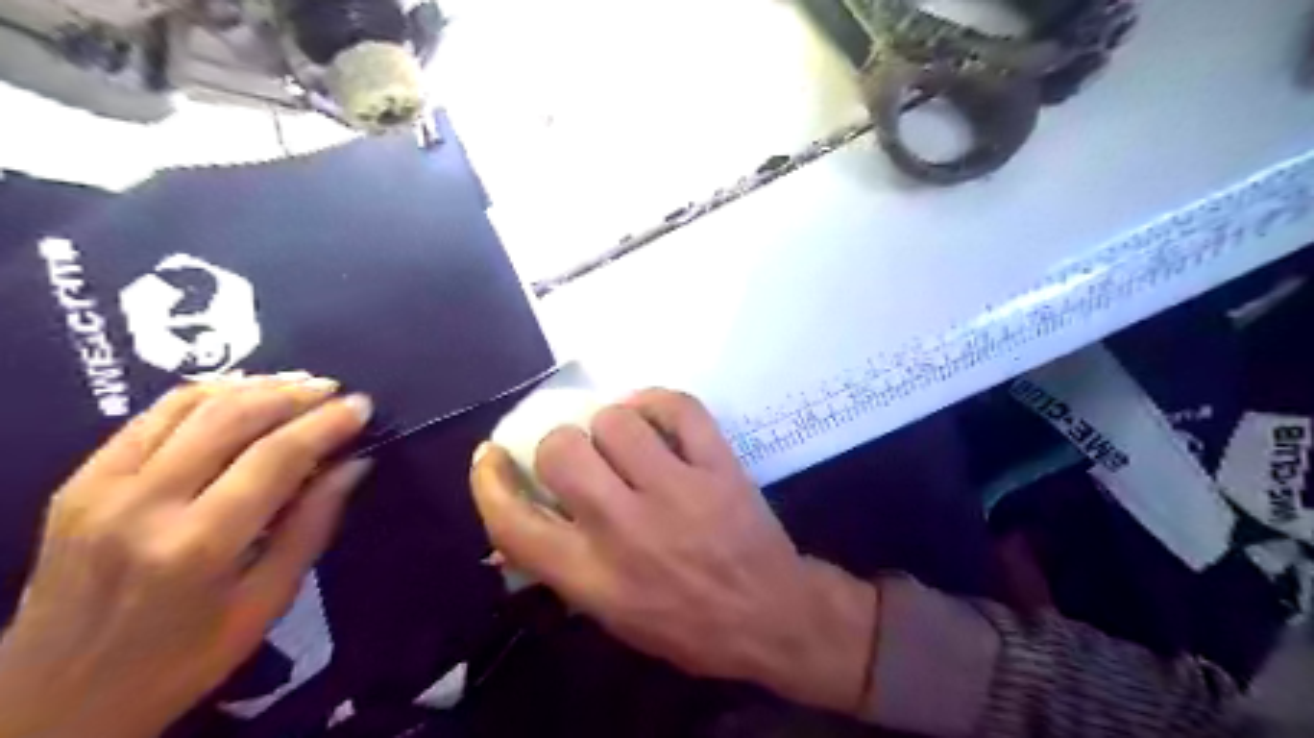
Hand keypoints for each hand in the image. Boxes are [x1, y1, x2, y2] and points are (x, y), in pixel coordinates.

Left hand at [0, 374, 373, 737]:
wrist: (51, 703)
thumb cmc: (182, 661)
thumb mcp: (267, 602)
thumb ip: (312, 525)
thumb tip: (354, 464)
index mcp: (198, 545)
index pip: (276, 457)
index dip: (326, 424)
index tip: (362, 405)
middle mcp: (144, 505)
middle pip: (232, 418)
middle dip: (294, 395)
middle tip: (335, 390)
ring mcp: (101, 488)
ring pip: (189, 405)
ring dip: (253, 387)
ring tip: (298, 385)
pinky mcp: (79, 481)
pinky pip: (151, 416)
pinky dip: (204, 394)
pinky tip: (240, 394)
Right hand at [466, 389, 875, 718]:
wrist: (771, 615)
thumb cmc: (686, 624)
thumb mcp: (611, 615)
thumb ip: (560, 569)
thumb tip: (509, 532)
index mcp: (592, 575)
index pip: (514, 521)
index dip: (490, 482)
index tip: (491, 458)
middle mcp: (625, 527)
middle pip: (562, 452)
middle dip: (558, 446)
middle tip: (578, 456)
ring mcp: (676, 491)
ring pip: (616, 421)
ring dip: (610, 423)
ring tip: (623, 439)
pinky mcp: (718, 465)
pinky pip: (679, 408)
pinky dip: (659, 401)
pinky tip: (654, 415)